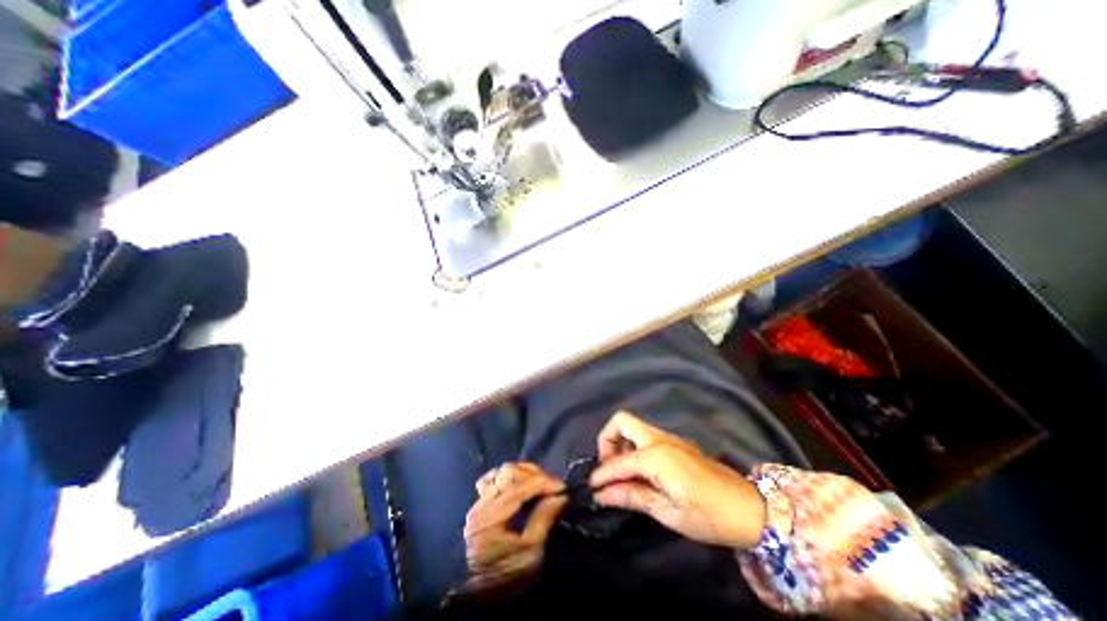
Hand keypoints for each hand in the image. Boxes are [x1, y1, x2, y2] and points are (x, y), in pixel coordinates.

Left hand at [460, 461, 564, 587]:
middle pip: (509, 473)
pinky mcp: (479, 503)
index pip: (519, 487)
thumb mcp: (528, 555)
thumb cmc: (504, 578)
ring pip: (502, 472)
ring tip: (539, 482)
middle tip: (551, 485)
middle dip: (534, 474)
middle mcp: (481, 505)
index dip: (542, 482)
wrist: (476, 594)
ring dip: (524, 473)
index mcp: (490, 519)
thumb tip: (558, 496)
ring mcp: (478, 502)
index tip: (561, 487)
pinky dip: (509, 476)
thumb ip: (542, 521)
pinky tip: (520, 482)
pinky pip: (493, 478)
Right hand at [591, 413, 766, 548]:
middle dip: (608, 440)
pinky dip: (635, 447)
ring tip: (624, 473)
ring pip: (633, 426)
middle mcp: (659, 438)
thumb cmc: (708, 516)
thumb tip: (601, 494)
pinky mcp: (675, 442)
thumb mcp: (667, 512)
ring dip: (621, 443)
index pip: (618, 461)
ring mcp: (669, 437)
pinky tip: (642, 472)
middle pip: (622, 421)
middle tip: (609, 468)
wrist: (749, 508)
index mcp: (656, 456)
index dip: (602, 474)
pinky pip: (645, 435)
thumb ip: (631, 496)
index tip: (592, 487)